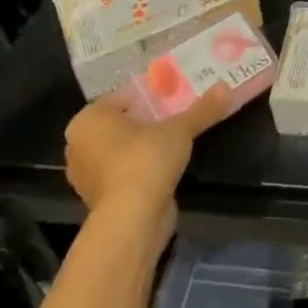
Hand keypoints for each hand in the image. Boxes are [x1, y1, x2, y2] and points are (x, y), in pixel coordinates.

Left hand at [63, 86, 230, 236]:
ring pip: (122, 149)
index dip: (150, 95)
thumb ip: (203, 108)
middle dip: (148, 120)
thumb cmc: (145, 159)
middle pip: (122, 123)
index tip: (175, 96)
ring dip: (145, 146)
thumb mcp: (180, 128)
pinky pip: (123, 173)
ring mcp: (87, 176)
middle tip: (178, 114)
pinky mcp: (100, 201)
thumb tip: (228, 87)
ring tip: (176, 139)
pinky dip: (141, 168)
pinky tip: (166, 166)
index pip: (123, 97)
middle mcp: (80, 145)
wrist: (131, 220)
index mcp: (88, 119)